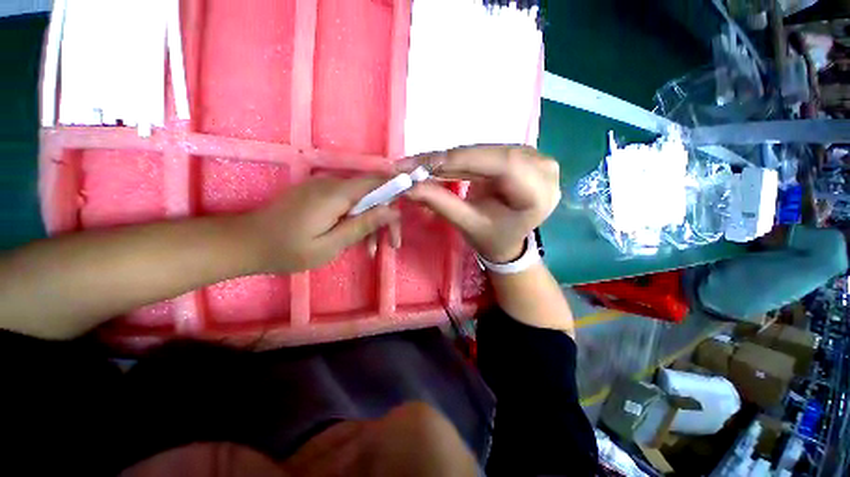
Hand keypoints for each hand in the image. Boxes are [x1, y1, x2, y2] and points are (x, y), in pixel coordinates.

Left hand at [245, 176, 399, 272]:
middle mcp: (332, 184)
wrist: (246, 243)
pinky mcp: (319, 195)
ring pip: (361, 201)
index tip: (412, 202)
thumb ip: (362, 224)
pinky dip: (357, 220)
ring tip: (372, 250)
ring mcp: (324, 188)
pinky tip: (356, 240)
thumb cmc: (288, 249)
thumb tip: (392, 210)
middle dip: (386, 217)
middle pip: (372, 193)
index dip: (397, 187)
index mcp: (336, 193)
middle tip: (392, 245)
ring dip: (371, 223)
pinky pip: (348, 204)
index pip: (377, 181)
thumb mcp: (331, 244)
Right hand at [406, 145, 560, 262]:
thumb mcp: (468, 225)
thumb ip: (441, 204)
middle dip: (450, 159)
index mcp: (539, 193)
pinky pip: (484, 151)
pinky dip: (460, 158)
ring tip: (422, 165)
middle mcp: (542, 168)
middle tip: (414, 164)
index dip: (463, 159)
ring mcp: (533, 157)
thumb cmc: (493, 238)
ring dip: (451, 157)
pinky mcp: (518, 155)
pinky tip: (440, 163)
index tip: (426, 164)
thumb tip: (408, 187)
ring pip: (484, 149)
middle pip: (491, 153)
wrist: (508, 240)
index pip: (503, 164)